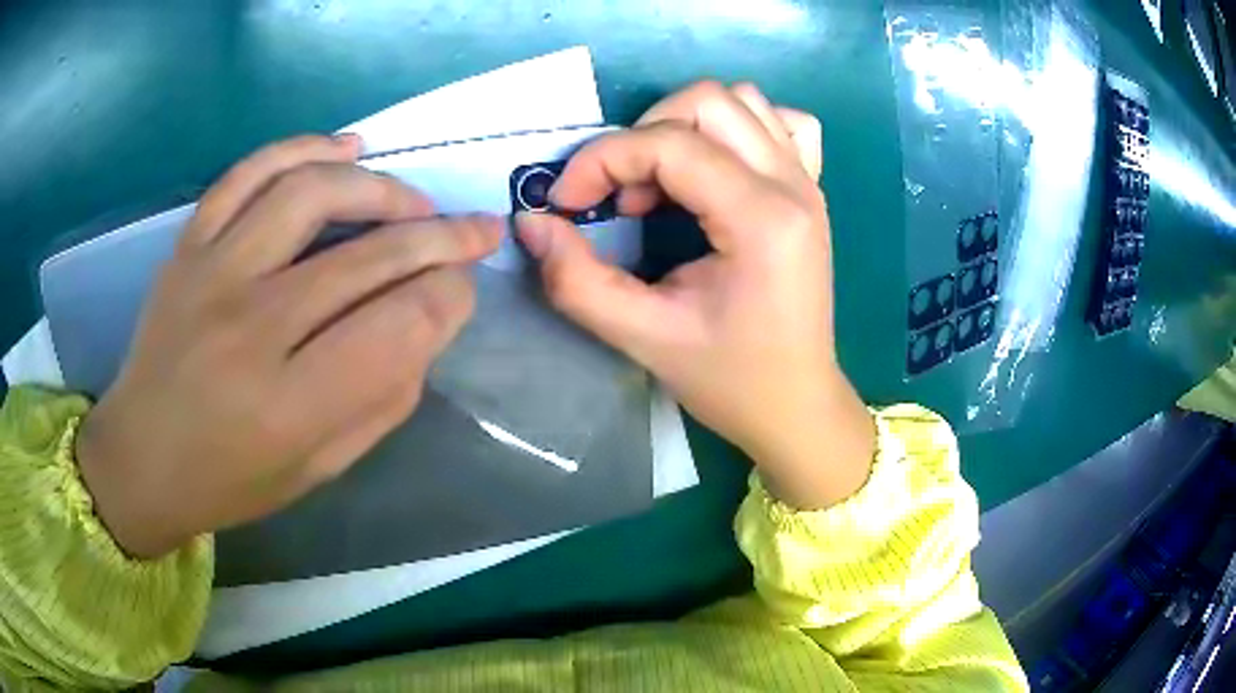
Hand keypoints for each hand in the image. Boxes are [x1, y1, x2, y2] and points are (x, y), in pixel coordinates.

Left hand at [77, 135, 502, 557]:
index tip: (462, 291)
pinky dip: (305, 148)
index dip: (450, 297)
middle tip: (477, 230)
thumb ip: (384, 395)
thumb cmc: (233, 479)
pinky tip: (345, 148)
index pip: (402, 324)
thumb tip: (429, 317)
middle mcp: (252, 327)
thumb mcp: (322, 466)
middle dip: (444, 238)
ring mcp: (212, 273)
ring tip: (412, 202)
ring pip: (314, 192)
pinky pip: (250, 172)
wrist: (142, 457)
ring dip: (382, 187)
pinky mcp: (189, 245)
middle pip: (371, 255)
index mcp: (292, 405)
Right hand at [516, 83, 873, 509]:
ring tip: (660, 183)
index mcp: (762, 220)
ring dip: (683, 125)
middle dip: (641, 134)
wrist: (797, 405)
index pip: (669, 144)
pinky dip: (737, 128)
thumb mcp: (644, 339)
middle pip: (708, 101)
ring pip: (742, 101)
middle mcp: (793, 185)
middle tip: (618, 193)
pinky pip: (780, 123)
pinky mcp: (809, 189)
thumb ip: (577, 281)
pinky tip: (716, 168)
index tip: (567, 203)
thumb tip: (532, 223)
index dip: (602, 160)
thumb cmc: (731, 381)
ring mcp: (808, 182)